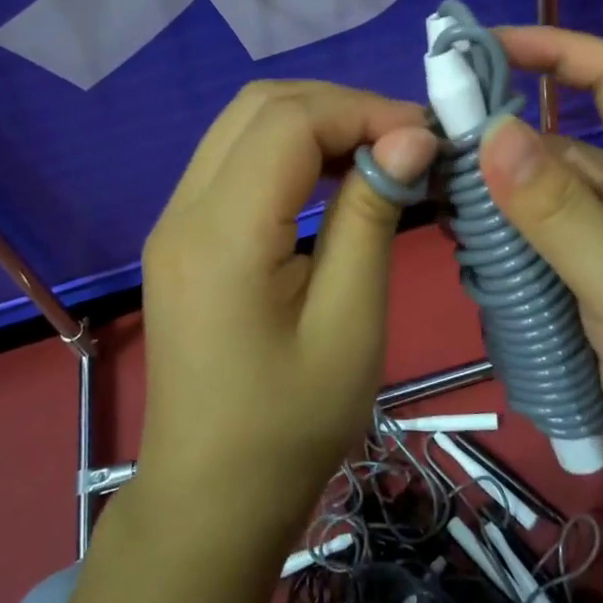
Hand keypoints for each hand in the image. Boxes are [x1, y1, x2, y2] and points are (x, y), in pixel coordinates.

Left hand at [137, 81, 438, 538]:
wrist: (212, 496)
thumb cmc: (290, 423)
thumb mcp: (349, 324)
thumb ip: (371, 219)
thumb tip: (410, 139)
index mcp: (222, 234)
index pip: (290, 122)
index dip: (362, 111)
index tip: (427, 138)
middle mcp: (184, 210)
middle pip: (260, 106)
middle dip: (340, 106)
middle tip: (406, 140)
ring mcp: (175, 219)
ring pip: (245, 124)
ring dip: (315, 120)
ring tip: (379, 152)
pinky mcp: (183, 235)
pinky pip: (236, 158)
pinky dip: (290, 147)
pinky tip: (334, 175)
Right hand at [475, 28, 602, 503]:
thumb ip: (560, 211)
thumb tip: (491, 131)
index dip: (558, 49)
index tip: (488, 45)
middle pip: (559, 144)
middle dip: (500, 137)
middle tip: (429, 142)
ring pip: (538, 201)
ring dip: (492, 196)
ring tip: (432, 199)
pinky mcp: (589, 288)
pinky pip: (535, 249)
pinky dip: (500, 244)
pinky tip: (463, 249)